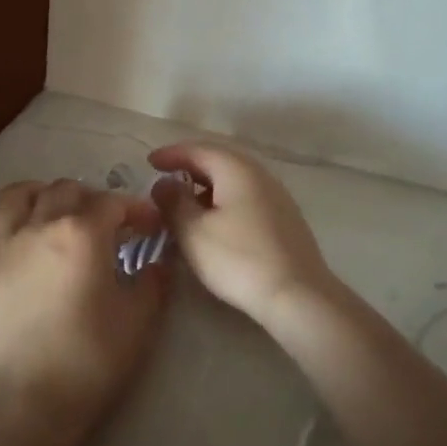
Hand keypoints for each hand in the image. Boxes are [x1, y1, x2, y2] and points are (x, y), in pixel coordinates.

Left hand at [0, 179, 167, 445]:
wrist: (27, 401)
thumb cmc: (90, 360)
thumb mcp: (139, 320)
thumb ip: (153, 281)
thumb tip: (159, 260)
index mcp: (83, 234)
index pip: (114, 203)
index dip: (136, 210)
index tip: (150, 227)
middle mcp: (39, 226)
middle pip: (65, 191)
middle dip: (91, 198)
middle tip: (105, 222)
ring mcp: (0, 247)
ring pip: (15, 197)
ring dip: (38, 190)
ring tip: (51, 199)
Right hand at [147, 142, 334, 325]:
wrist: (297, 295)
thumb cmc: (238, 258)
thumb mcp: (193, 231)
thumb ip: (173, 202)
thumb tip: (164, 183)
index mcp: (237, 169)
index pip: (198, 149)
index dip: (171, 154)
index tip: (149, 162)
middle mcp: (260, 174)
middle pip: (219, 161)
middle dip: (190, 168)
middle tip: (166, 179)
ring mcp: (277, 196)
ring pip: (234, 181)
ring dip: (207, 187)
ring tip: (185, 203)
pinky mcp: (285, 219)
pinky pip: (246, 198)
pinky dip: (224, 202)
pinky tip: (214, 223)